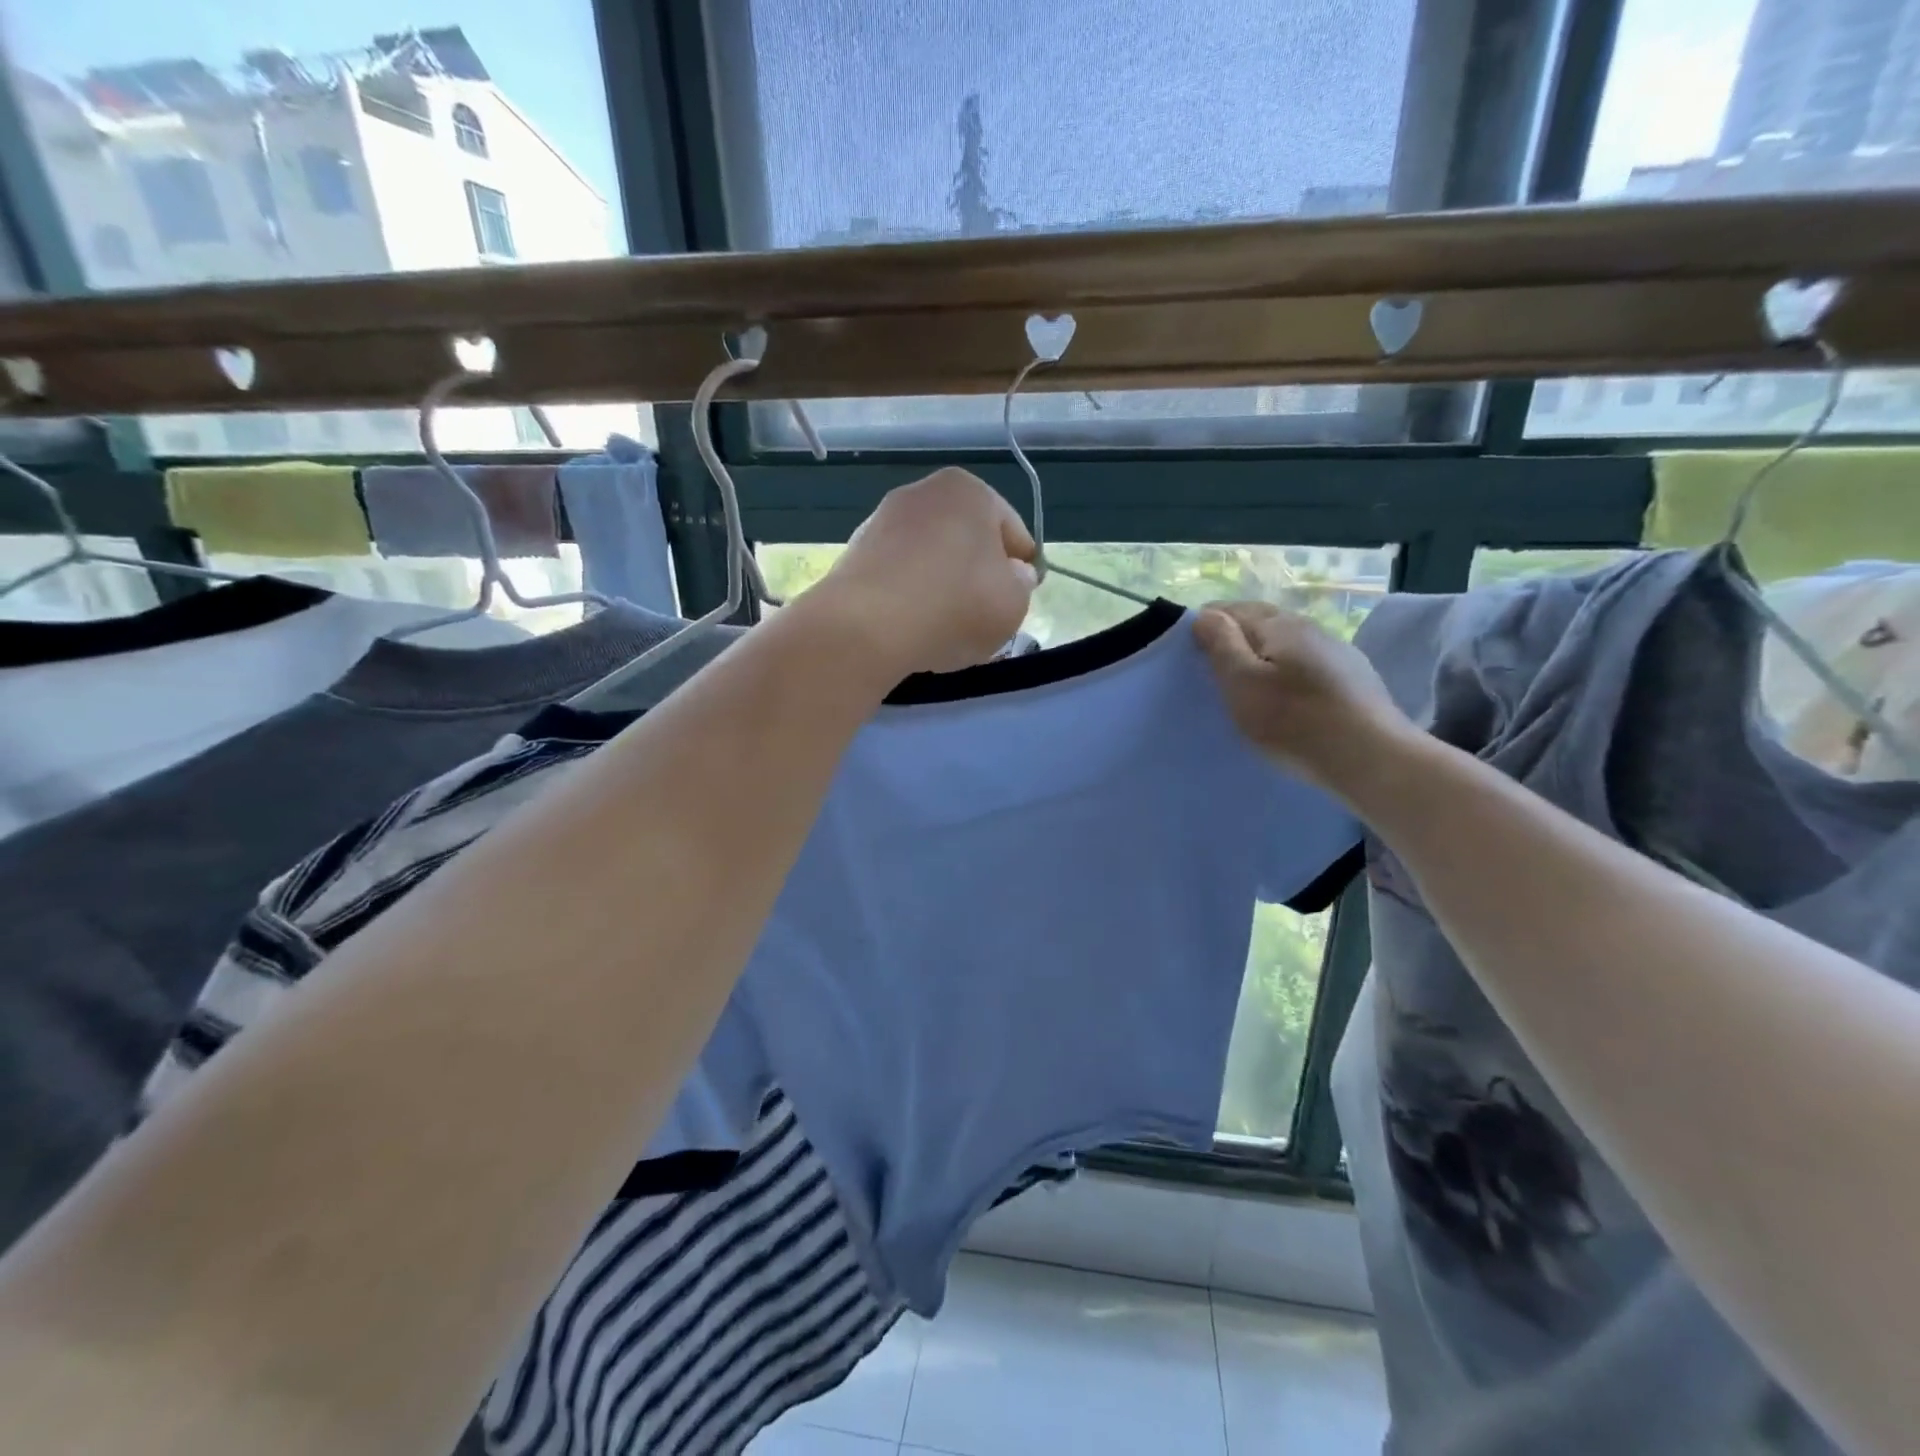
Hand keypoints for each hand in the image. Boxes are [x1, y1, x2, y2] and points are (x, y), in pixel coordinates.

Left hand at [813, 468, 1037, 675]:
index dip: (1021, 571)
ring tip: (945, 630)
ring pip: (931, 560)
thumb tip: (1012, 574)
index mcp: (969, 490)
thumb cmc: (955, 606)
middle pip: (967, 542)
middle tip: (982, 619)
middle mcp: (922, 493)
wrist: (866, 627)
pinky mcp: (854, 554)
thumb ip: (1021, 585)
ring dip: (942, 589)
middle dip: (977, 578)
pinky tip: (912, 629)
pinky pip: (898, 578)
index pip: (1012, 532)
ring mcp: (882, 521)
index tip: (1015, 602)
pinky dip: (909, 598)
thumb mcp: (1014, 603)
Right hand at [1194, 602, 1415, 791]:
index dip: (1206, 625)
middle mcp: (1310, 627)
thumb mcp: (1242, 683)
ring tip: (1247, 683)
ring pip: (1286, 644)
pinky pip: (1307, 664)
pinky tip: (1287, 696)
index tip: (1189, 652)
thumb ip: (1221, 644)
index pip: (1230, 609)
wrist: (1371, 758)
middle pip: (1261, 622)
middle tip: (1213, 668)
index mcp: (1278, 624)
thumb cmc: (1294, 721)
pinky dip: (1287, 672)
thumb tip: (1205, 614)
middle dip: (1234, 637)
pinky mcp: (1353, 677)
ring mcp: (1336, 651)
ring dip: (1263, 655)